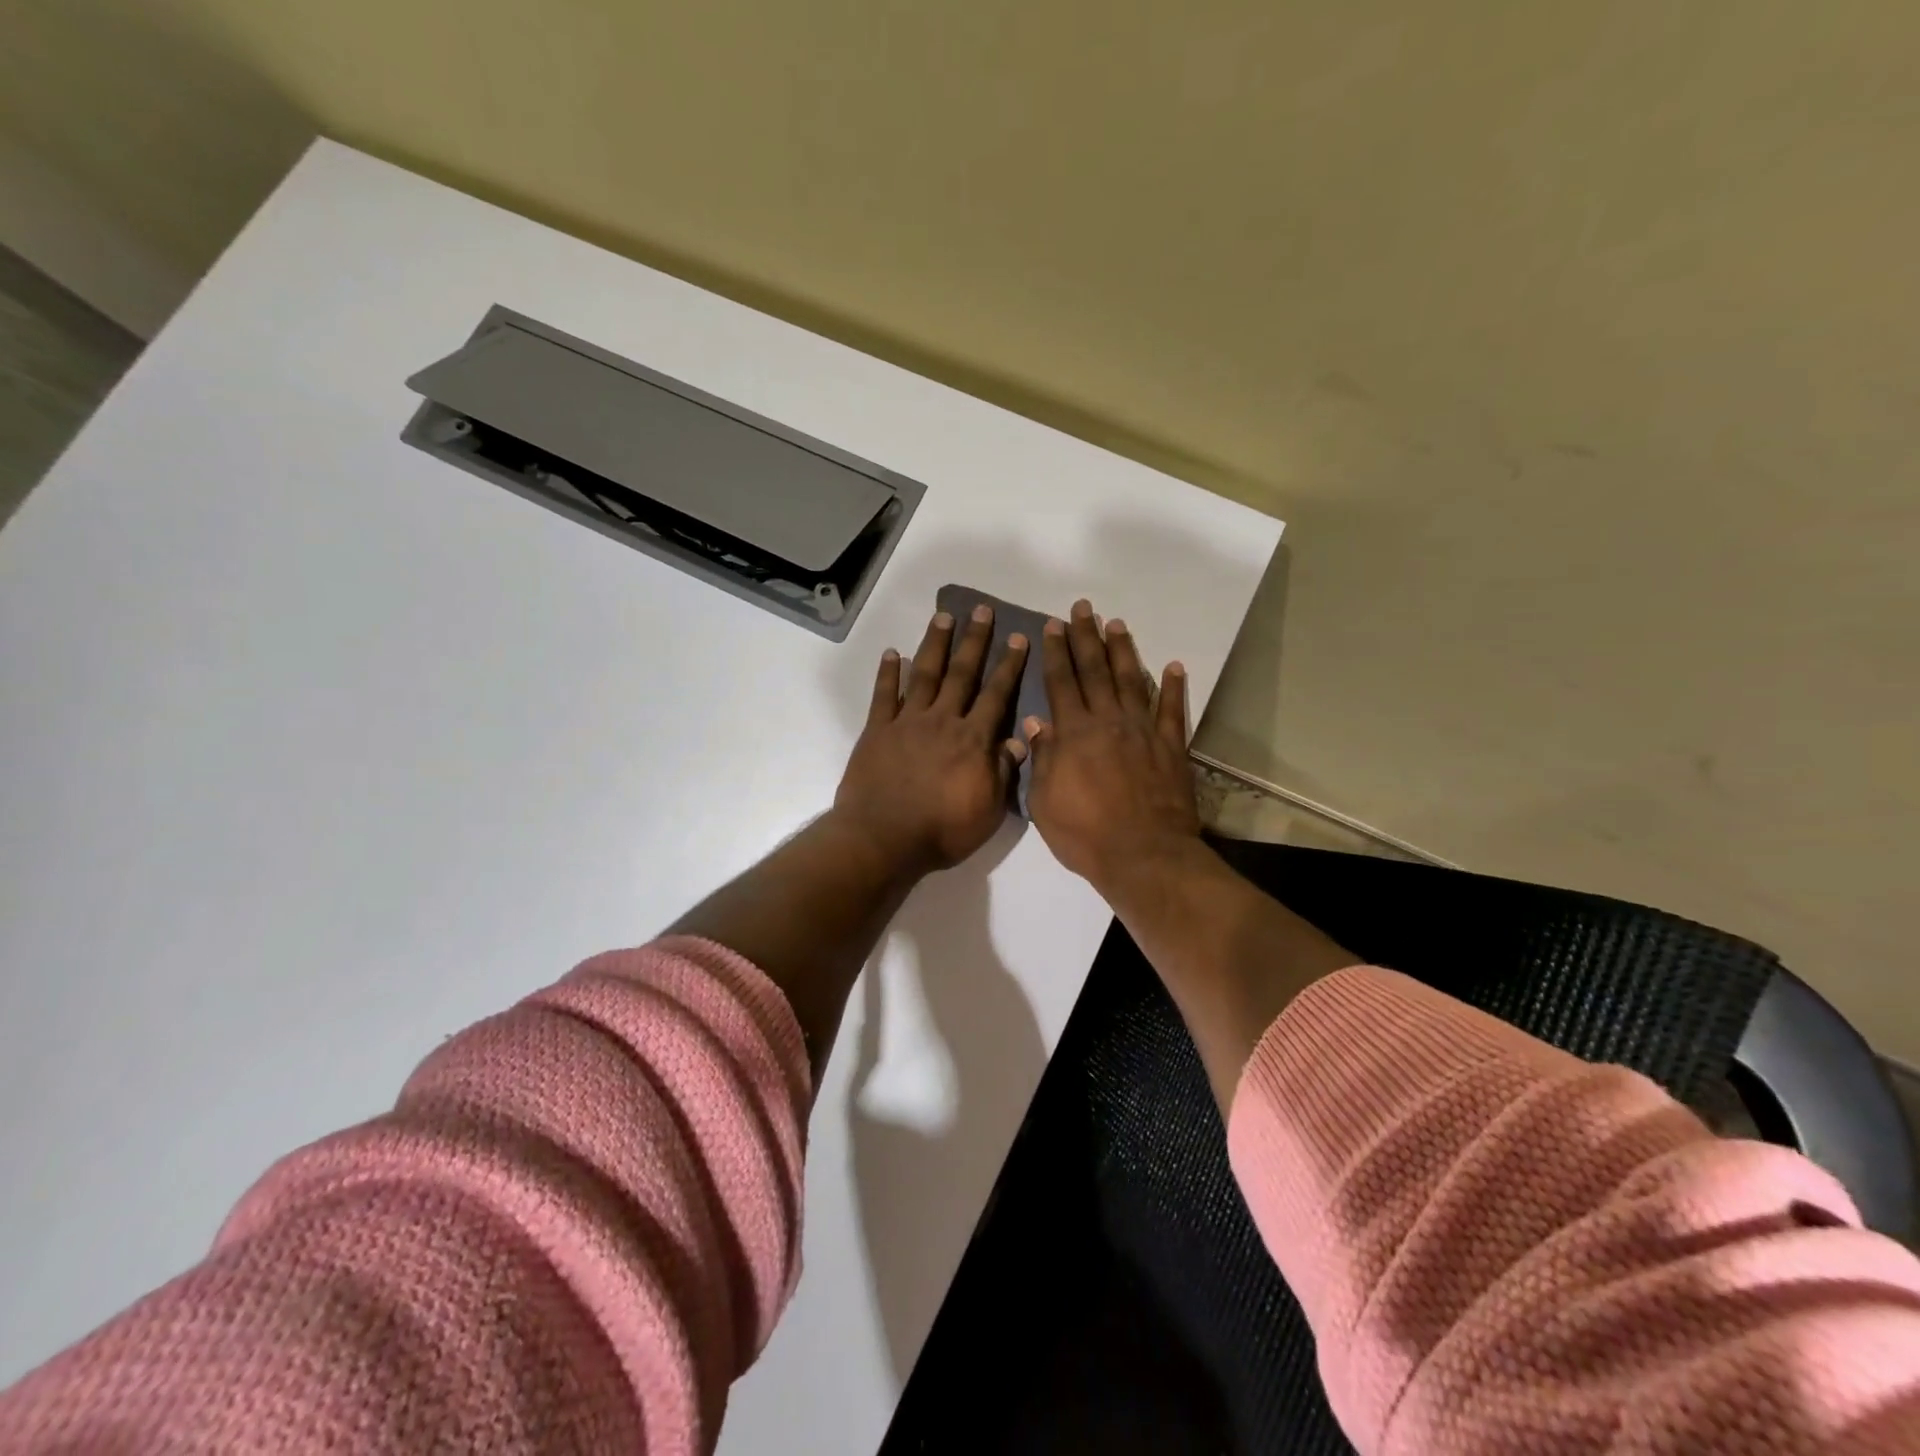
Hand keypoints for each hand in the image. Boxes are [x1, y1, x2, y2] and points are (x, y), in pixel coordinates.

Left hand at [833, 604, 1030, 876]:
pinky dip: (888, 673)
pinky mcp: (877, 731)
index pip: (996, 695)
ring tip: (943, 616)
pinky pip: (883, 696)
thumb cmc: (942, 831)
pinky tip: (893, 653)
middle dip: (974, 641)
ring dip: (935, 644)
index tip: (1018, 638)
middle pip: (962, 674)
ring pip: (925, 675)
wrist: (884, 839)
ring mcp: (907, 722)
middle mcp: (942, 721)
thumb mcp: (987, 810)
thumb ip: (1002, 772)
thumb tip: (1019, 740)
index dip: (1009, 666)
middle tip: (981, 610)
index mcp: (973, 740)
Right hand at [1025, 599, 1201, 894]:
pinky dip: (1173, 686)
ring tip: (1117, 623)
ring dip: (1123, 650)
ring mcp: (1143, 731)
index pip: (1061, 682)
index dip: (1056, 652)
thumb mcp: (1044, 801)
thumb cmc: (1084, 834)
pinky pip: (1172, 710)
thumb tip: (1035, 721)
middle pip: (1095, 670)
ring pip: (1131, 680)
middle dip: (1086, 637)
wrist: (1144, 855)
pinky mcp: (1171, 746)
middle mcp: (1108, 721)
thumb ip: (1042, 758)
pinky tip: (1173, 666)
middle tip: (1083, 608)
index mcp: (1074, 733)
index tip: (1053, 625)